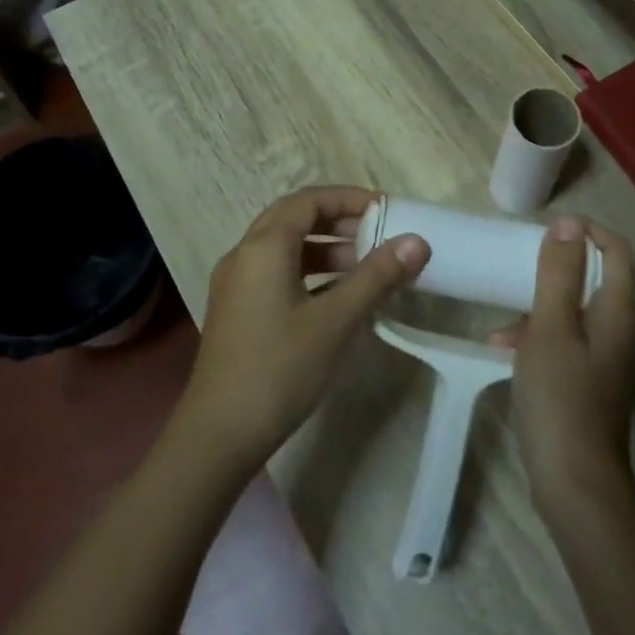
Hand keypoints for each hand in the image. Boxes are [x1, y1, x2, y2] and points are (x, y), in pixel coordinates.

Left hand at [178, 186, 427, 472]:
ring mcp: (236, 283)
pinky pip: (276, 271)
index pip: (308, 200)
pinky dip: (308, 271)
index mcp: (263, 247)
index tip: (386, 209)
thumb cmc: (279, 370)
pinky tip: (336, 297)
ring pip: (284, 247)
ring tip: (365, 266)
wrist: (218, 435)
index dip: (348, 198)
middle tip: (377, 233)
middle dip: (337, 220)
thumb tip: (417, 242)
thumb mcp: (335, 321)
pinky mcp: (236, 309)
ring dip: (324, 248)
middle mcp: (244, 254)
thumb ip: (376, 277)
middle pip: (294, 218)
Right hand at [491, 216, 634, 525]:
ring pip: (573, 310)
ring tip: (501, 321)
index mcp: (618, 311)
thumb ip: (558, 273)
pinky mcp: (588, 381)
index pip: (615, 249)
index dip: (585, 231)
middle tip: (517, 266)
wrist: (574, 484)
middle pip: (593, 277)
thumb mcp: (550, 327)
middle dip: (554, 268)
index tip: (546, 231)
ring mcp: (605, 358)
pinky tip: (502, 350)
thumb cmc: (561, 397)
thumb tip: (568, 223)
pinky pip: (564, 340)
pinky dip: (537, 336)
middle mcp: (619, 329)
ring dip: (538, 306)